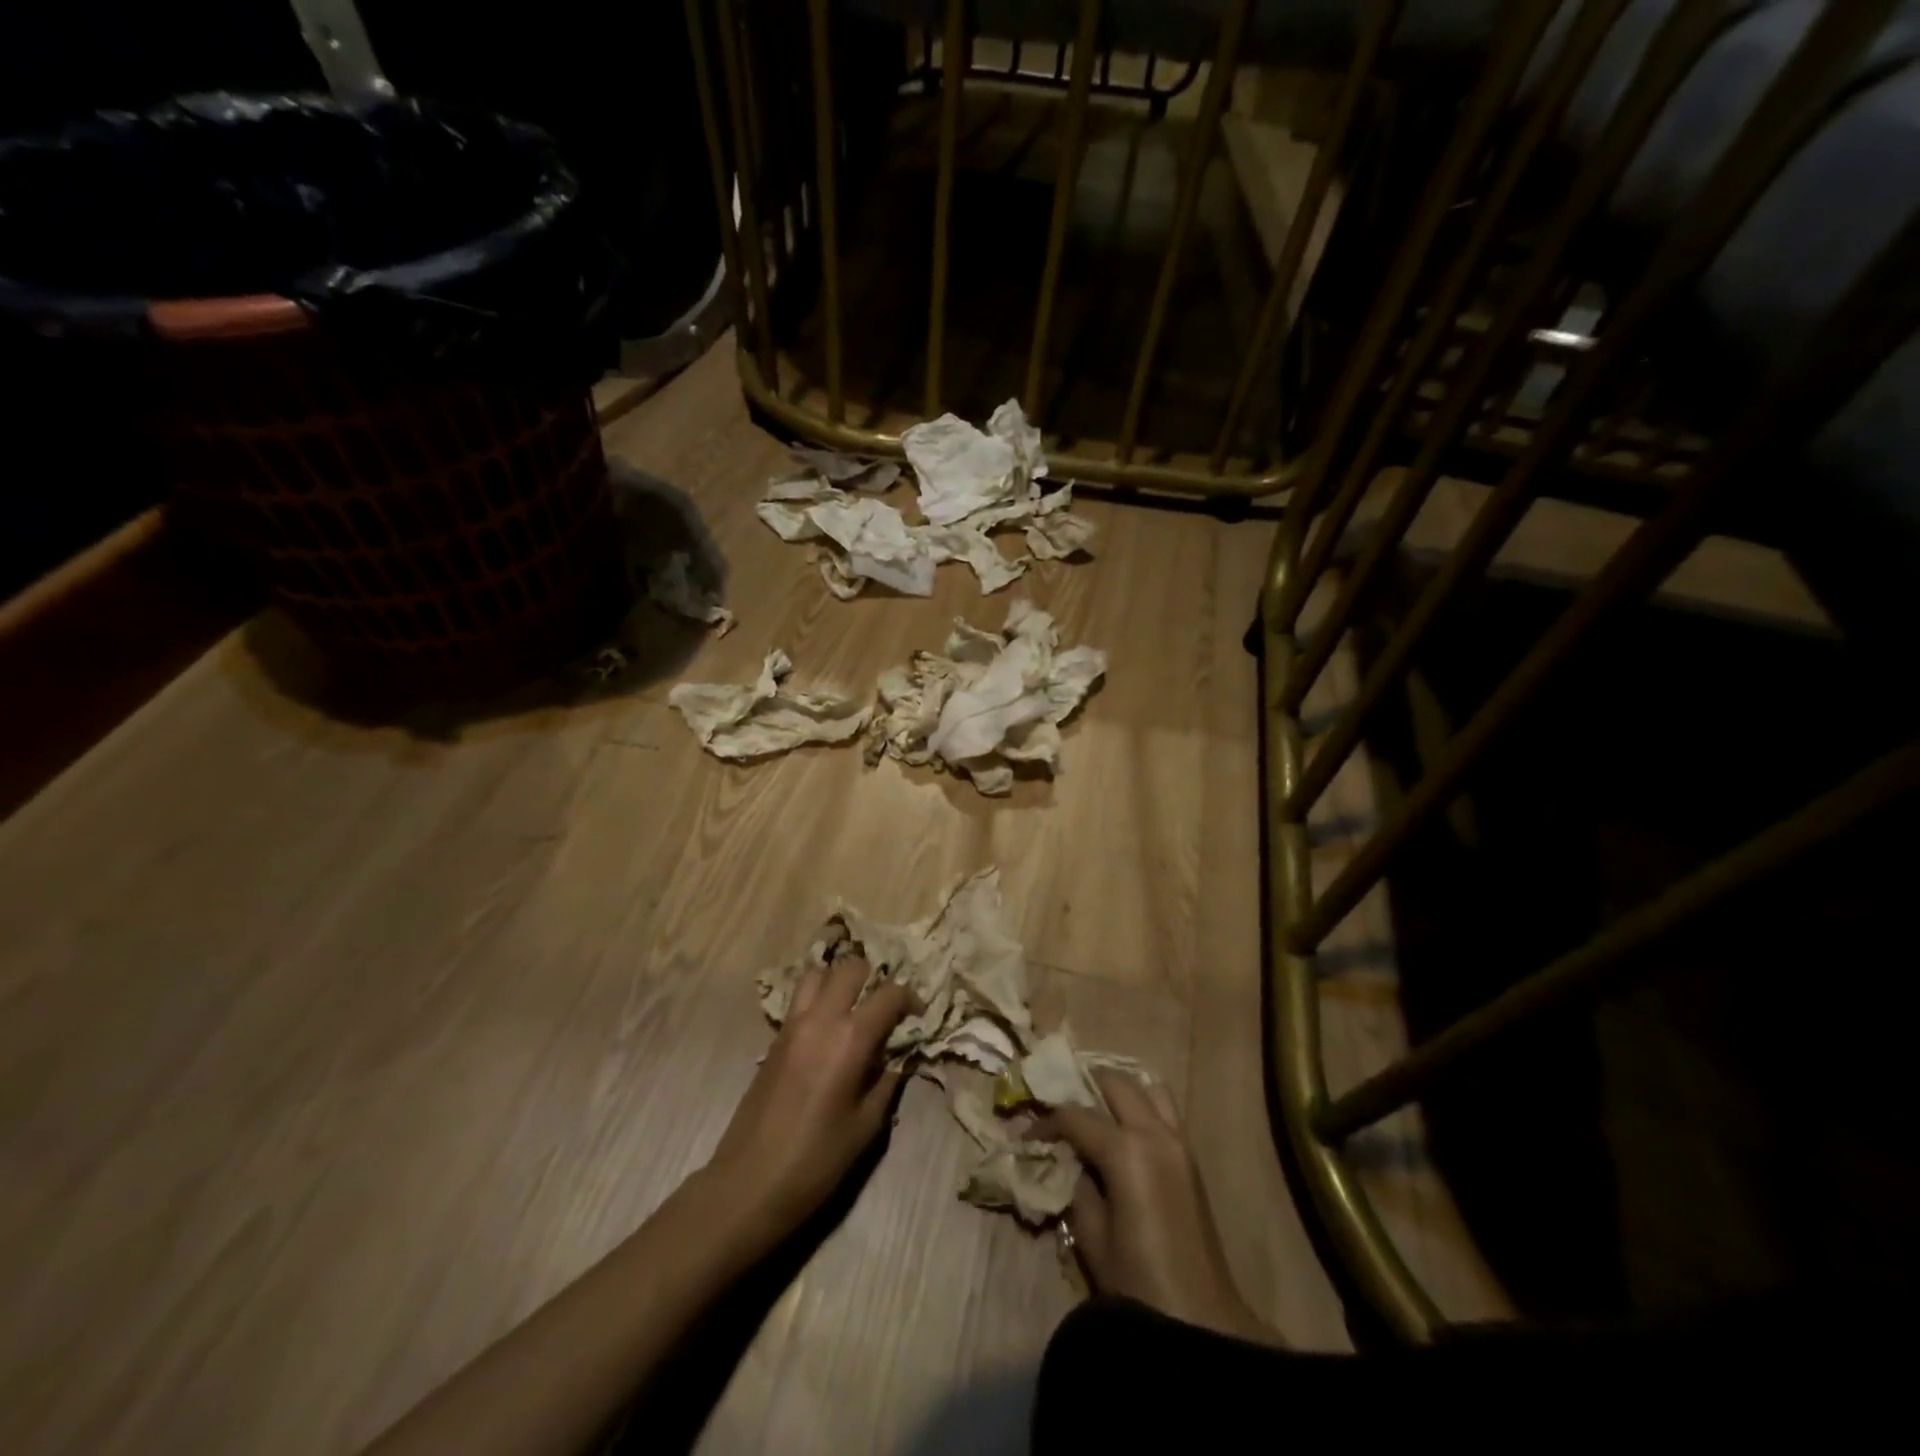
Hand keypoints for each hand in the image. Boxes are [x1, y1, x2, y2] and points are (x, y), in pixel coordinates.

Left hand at [707, 955, 914, 1236]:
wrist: (749, 1184)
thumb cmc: (816, 1161)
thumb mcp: (866, 1126)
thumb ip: (888, 1082)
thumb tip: (901, 1057)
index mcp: (850, 1038)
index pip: (889, 994)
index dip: (910, 999)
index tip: (918, 1017)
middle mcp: (821, 1018)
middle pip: (851, 968)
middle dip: (875, 978)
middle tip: (885, 1006)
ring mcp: (792, 1024)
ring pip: (819, 974)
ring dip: (840, 981)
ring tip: (854, 1007)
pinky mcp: (774, 1037)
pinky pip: (799, 998)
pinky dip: (818, 997)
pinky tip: (828, 1028)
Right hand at [1036, 1072, 1277, 1344]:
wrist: (1200, 1320)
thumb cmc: (1137, 1282)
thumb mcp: (1092, 1235)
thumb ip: (1078, 1185)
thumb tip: (1071, 1161)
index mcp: (1126, 1150)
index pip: (1076, 1115)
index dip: (1047, 1121)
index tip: (1028, 1133)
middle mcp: (1154, 1132)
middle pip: (1115, 1082)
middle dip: (1084, 1085)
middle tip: (1060, 1104)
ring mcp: (1178, 1141)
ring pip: (1147, 1087)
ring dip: (1119, 1091)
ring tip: (1095, 1109)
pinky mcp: (1191, 1157)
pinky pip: (1165, 1110)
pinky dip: (1142, 1106)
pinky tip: (1123, 1130)